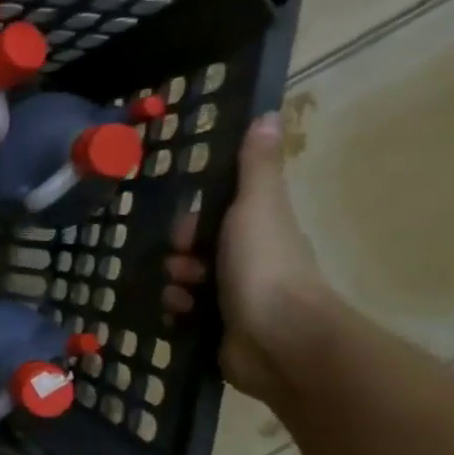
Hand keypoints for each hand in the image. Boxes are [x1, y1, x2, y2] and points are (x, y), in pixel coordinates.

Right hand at [163, 112, 334, 405]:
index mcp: (258, 232)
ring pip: (186, 284)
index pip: (213, 220)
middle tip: (184, 266)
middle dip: (179, 257)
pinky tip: (182, 315)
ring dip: (175, 285)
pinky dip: (178, 312)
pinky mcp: (219, 331)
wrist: (278, 339)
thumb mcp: (257, 207)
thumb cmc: (265, 266)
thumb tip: (268, 115)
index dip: (192, 223)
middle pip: (195, 252)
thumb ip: (256, 168)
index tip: (186, 232)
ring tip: (182, 296)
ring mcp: (235, 299)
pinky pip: (185, 314)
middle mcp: (248, 264)